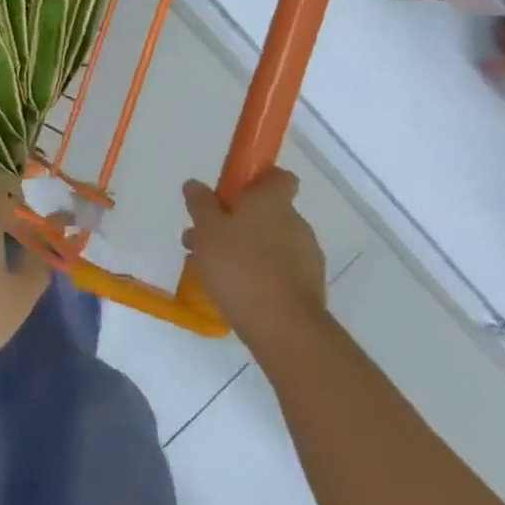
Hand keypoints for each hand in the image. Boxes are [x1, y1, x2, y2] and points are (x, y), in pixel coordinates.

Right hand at [182, 171, 328, 350]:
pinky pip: (280, 269)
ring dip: (246, 249)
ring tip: (214, 270)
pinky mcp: (309, 286)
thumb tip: (195, 184)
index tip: (232, 194)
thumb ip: (201, 205)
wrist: (283, 327)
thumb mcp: (207, 231)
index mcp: (272, 202)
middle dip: (237, 221)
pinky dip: (260, 273)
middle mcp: (295, 223)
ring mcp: (307, 255)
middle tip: (206, 240)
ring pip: (271, 242)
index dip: (257, 181)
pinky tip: (237, 290)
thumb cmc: (240, 268)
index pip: (278, 177)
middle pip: (267, 212)